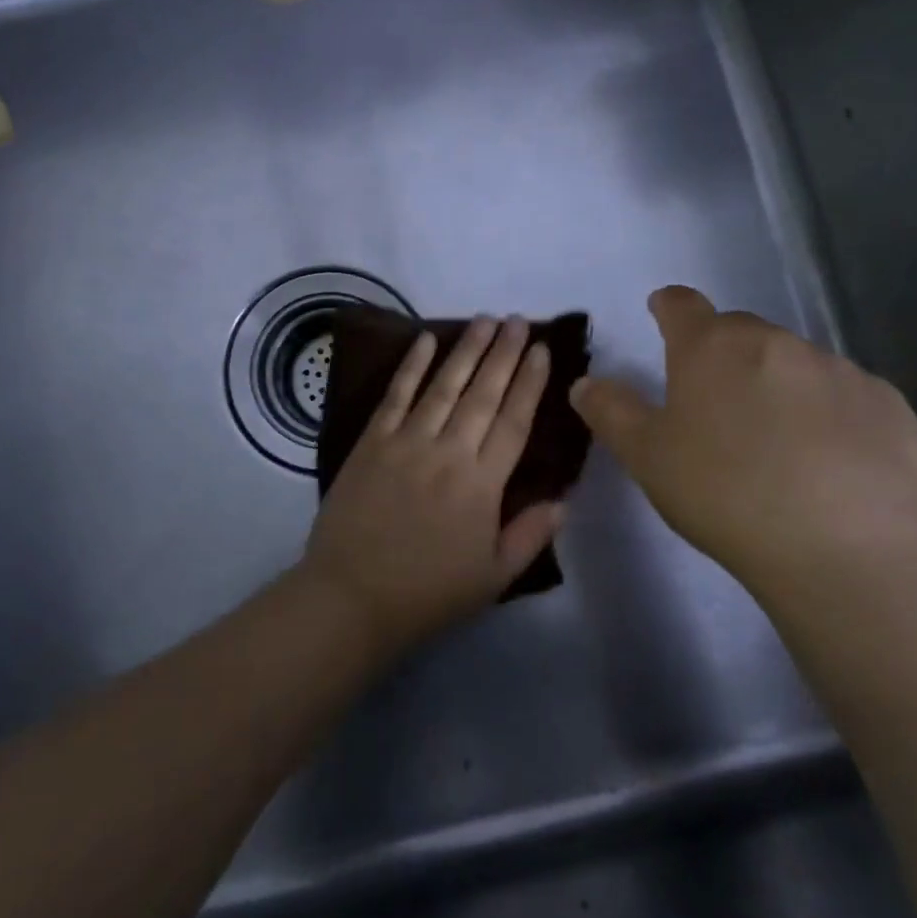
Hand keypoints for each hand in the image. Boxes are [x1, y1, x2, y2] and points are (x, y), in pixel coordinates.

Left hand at [298, 315, 565, 652]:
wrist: (352, 596)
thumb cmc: (428, 592)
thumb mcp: (494, 577)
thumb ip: (531, 534)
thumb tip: (564, 498)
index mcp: (483, 484)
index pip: (514, 421)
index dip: (530, 382)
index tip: (542, 350)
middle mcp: (448, 452)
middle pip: (483, 393)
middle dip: (504, 353)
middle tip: (518, 321)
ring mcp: (407, 442)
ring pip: (444, 385)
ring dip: (467, 349)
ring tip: (486, 321)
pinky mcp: (372, 442)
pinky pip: (396, 395)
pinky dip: (411, 366)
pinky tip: (425, 339)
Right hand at [570, 286, 916, 600]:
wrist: (844, 545)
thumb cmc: (724, 492)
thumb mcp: (647, 456)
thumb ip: (611, 412)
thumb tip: (585, 383)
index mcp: (711, 347)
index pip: (682, 305)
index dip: (668, 306)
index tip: (662, 313)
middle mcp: (775, 342)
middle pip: (740, 332)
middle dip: (722, 354)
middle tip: (714, 402)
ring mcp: (837, 369)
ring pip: (794, 363)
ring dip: (776, 384)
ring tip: (774, 441)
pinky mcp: (886, 404)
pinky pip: (844, 396)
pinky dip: (828, 413)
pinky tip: (828, 460)